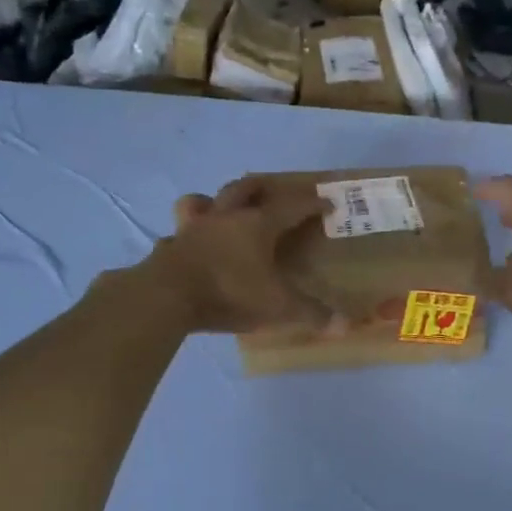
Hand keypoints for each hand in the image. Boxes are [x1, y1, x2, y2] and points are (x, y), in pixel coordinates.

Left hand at [144, 178, 330, 334]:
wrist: (167, 296)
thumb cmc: (229, 292)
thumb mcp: (277, 306)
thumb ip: (310, 313)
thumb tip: (344, 325)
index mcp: (258, 224)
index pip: (292, 205)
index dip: (312, 204)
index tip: (327, 204)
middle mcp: (226, 217)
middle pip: (245, 187)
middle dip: (263, 185)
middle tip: (274, 191)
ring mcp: (194, 228)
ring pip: (202, 200)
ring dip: (214, 200)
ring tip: (222, 209)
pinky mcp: (170, 245)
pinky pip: (178, 233)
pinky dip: (186, 236)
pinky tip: (190, 246)